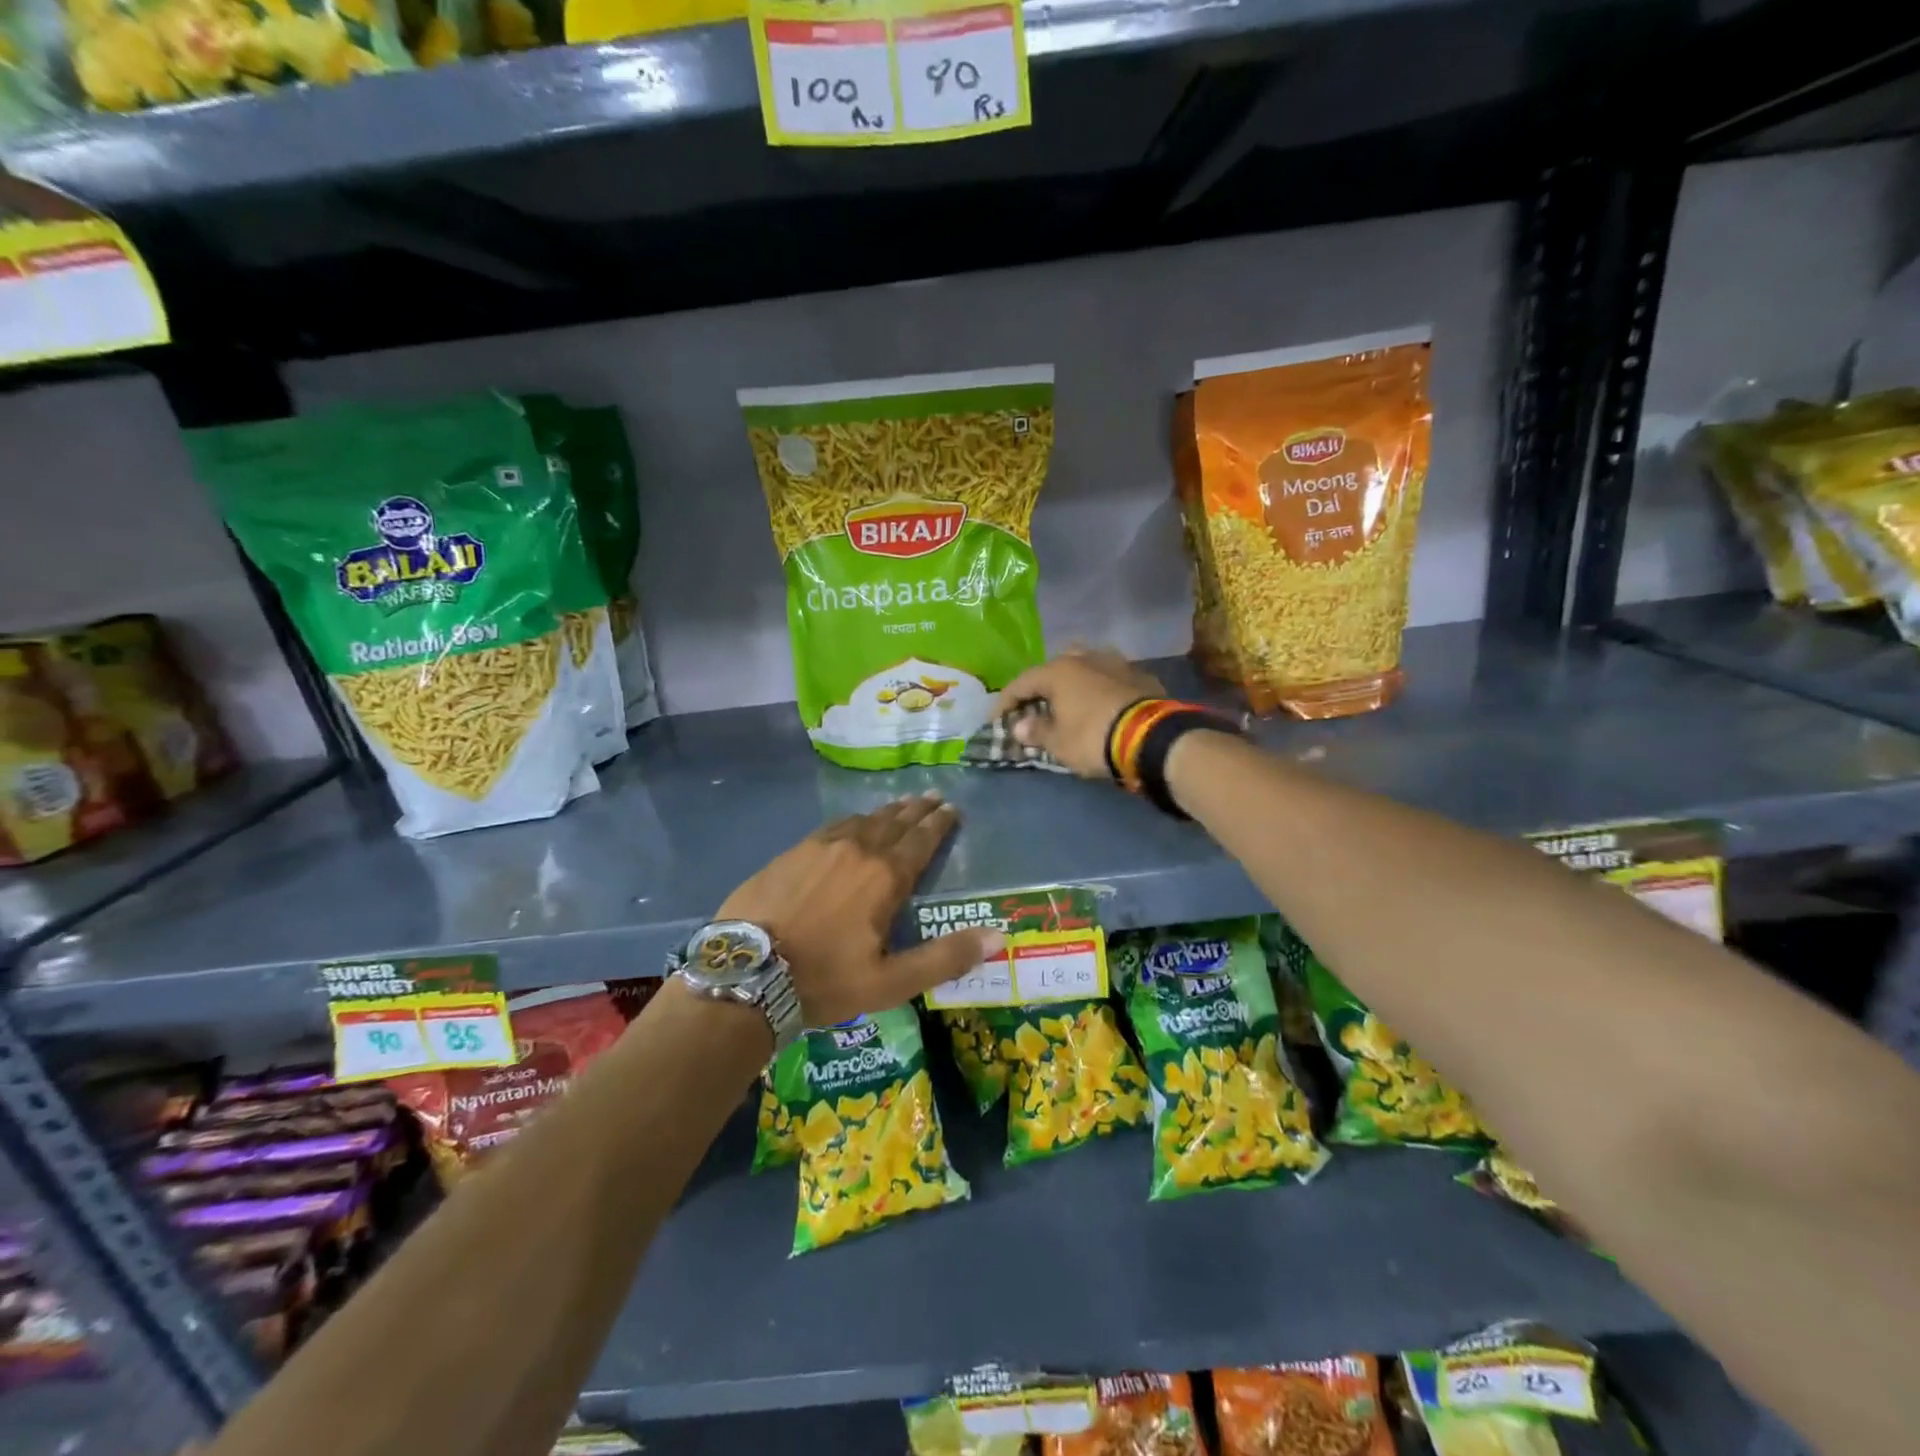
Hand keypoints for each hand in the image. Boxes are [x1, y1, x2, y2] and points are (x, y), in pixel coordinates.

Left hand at [715, 792, 1000, 1026]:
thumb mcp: (891, 981)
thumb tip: (998, 937)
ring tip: (900, 805)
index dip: (939, 824)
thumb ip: (945, 957)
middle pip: (894, 822)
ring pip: (862, 820)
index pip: (920, 841)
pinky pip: (831, 827)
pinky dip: (852, 821)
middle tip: (933, 797)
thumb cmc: (824, 980)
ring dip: (885, 812)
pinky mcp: (791, 853)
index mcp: (884, 877)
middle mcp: (857, 850)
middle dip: (916, 810)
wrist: (745, 974)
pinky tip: (851, 823)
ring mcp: (819, 847)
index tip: (951, 809)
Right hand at [993, 648, 1164, 779]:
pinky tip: (1101, 704)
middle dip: (1042, 686)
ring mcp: (1116, 663)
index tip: (997, 720)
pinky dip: (1100, 690)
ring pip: (1086, 666)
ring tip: (1070, 700)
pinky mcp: (1140, 676)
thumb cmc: (1093, 738)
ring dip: (1074, 682)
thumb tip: (1019, 726)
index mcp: (1059, 671)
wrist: (1152, 738)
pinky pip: (1111, 679)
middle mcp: (1085, 658)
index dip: (1005, 702)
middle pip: (1055, 668)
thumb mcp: (1059, 743)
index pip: (1021, 683)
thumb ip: (1036, 731)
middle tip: (1035, 706)